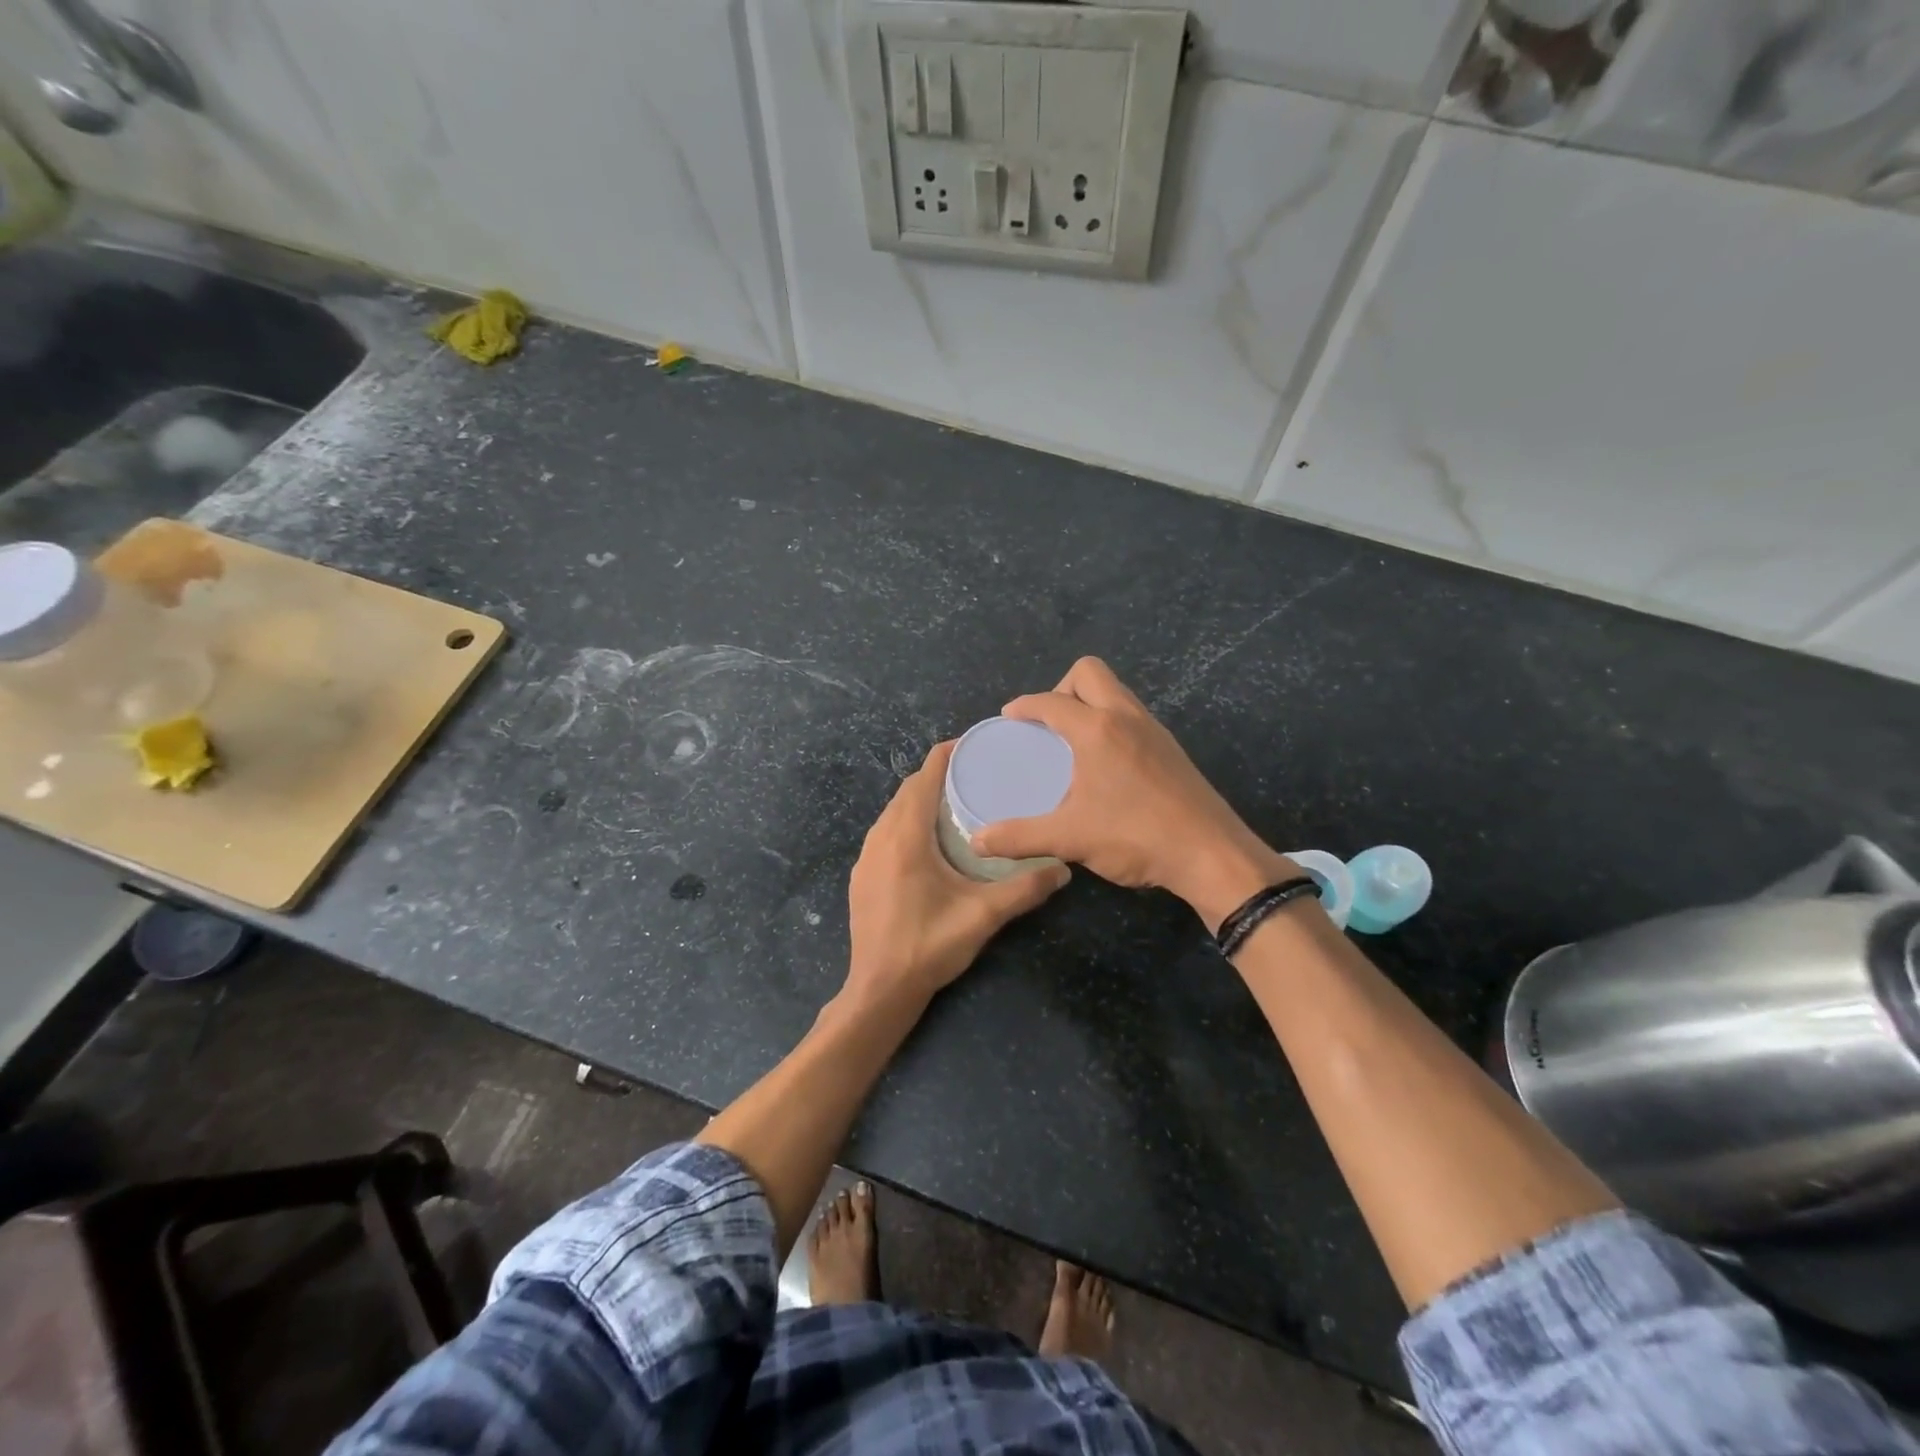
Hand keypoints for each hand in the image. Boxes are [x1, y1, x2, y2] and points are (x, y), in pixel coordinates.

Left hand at [846, 740, 1069, 1008]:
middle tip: (976, 774)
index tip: (975, 744)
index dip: (947, 754)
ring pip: (894, 810)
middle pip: (909, 789)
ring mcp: (866, 856)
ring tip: (957, 801)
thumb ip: (1024, 889)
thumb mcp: (983, 916)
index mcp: (906, 836)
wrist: (879, 989)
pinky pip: (886, 830)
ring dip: (922, 798)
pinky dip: (908, 820)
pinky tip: (930, 839)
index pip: (924, 777)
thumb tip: (1064, 869)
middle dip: (939, 775)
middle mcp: (881, 837)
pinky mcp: (862, 874)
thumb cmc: (929, 946)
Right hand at [969, 658, 1292, 931]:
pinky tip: (1104, 762)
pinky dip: (1110, 721)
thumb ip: (1019, 837)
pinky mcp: (1170, 747)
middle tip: (1047, 725)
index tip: (1009, 717)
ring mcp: (1153, 729)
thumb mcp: (1069, 838)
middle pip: (1089, 672)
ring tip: (1071, 741)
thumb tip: (978, 841)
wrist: (1211, 854)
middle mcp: (1126, 717)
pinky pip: (1131, 714)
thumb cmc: (1136, 837)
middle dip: (1061, 689)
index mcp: (1097, 729)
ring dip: (1089, 703)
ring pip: (1115, 691)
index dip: (1025, 706)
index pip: (1051, 701)